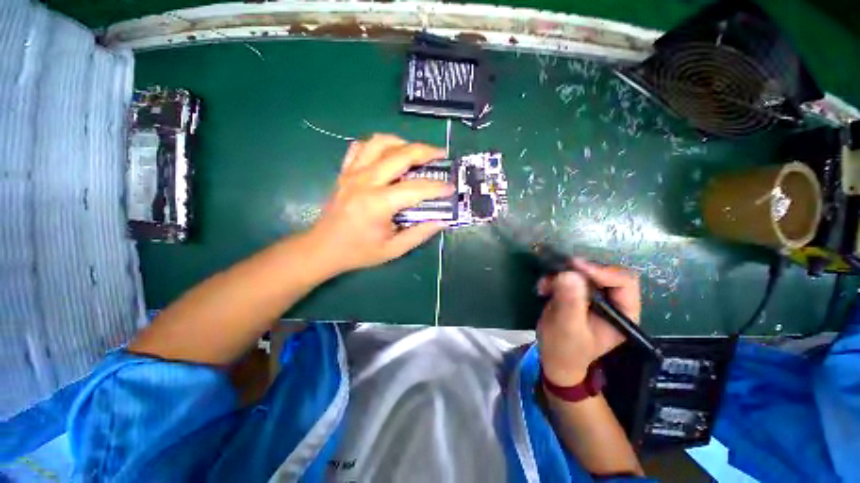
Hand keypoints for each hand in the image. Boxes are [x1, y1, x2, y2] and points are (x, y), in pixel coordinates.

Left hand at [308, 134, 453, 274]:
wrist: (322, 248)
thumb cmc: (358, 252)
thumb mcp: (393, 249)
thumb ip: (419, 234)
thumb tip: (441, 221)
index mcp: (378, 203)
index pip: (416, 188)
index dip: (437, 187)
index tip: (450, 188)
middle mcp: (365, 181)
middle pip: (400, 154)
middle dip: (426, 151)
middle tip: (441, 154)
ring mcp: (352, 173)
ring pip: (379, 142)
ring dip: (402, 143)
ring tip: (416, 152)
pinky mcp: (345, 172)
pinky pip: (361, 147)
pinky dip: (378, 146)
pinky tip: (387, 155)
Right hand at [536, 259, 640, 385]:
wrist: (553, 357)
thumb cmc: (565, 349)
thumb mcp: (567, 328)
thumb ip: (570, 303)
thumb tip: (570, 274)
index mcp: (622, 313)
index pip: (623, 282)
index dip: (602, 271)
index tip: (575, 267)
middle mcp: (612, 302)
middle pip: (603, 272)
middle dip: (578, 271)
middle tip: (558, 271)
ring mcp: (593, 296)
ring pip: (583, 272)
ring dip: (562, 275)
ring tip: (545, 285)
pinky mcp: (577, 293)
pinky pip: (568, 276)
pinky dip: (553, 278)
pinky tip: (543, 288)